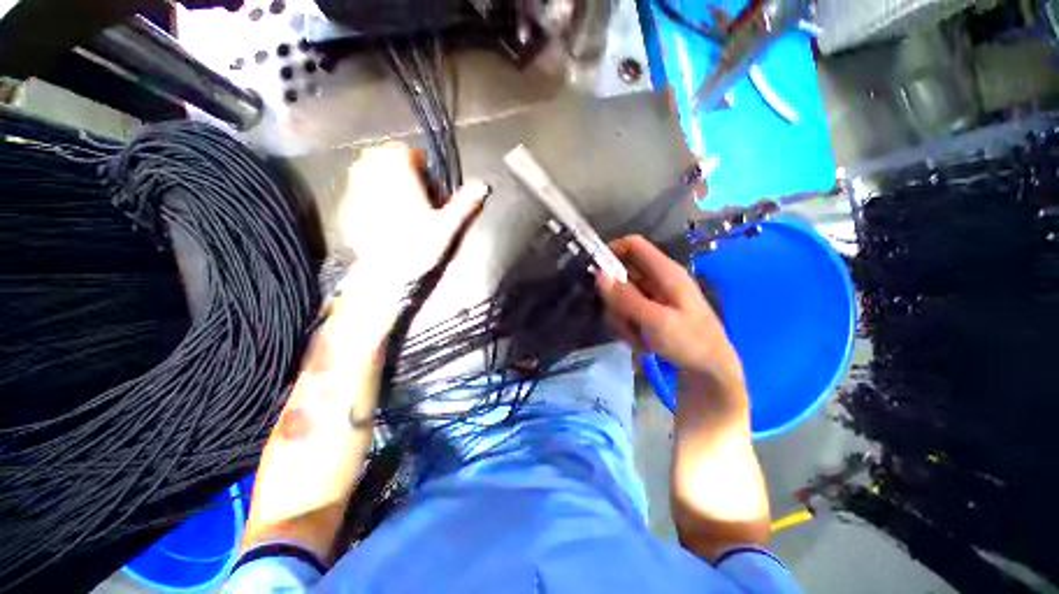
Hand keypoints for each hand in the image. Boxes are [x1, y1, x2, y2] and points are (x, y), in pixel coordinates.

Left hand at [337, 142, 488, 289]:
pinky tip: (375, 210)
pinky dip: (363, 192)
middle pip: (376, 155)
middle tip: (406, 183)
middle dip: (391, 163)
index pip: (398, 150)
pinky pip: (352, 190)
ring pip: (360, 169)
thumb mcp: (446, 227)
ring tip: (390, 193)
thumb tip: (483, 186)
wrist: (385, 273)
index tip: (421, 173)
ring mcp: (356, 194)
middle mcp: (374, 181)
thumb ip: (463, 204)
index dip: (411, 158)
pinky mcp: (346, 210)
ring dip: (375, 173)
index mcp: (399, 181)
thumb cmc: (418, 247)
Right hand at [596, 235, 743, 393]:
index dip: (611, 251)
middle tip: (621, 319)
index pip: (633, 245)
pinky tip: (640, 341)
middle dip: (614, 297)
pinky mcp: (652, 311)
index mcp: (665, 272)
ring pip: (622, 295)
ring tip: (635, 336)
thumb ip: (625, 297)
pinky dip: (628, 325)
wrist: (711, 371)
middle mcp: (658, 279)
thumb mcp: (655, 320)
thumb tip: (599, 273)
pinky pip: (628, 311)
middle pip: (622, 274)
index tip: (594, 272)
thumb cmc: (689, 342)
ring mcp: (655, 296)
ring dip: (621, 316)